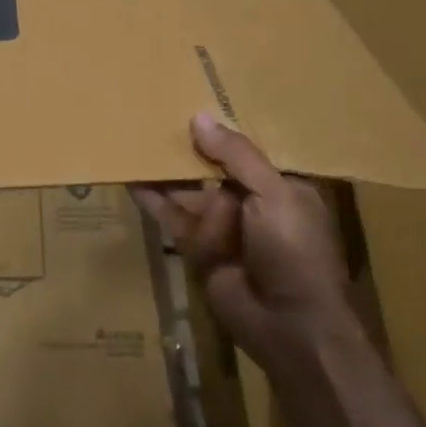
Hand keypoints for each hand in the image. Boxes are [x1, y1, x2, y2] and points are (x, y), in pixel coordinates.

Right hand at [132, 113, 357, 371]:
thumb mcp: (273, 194)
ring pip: (187, 190)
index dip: (221, 129)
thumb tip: (199, 118)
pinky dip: (153, 200)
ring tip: (133, 140)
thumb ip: (235, 156)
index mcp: (280, 186)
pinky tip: (131, 179)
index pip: (246, 151)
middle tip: (153, 115)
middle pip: (211, 167)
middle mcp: (251, 203)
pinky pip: (172, 217)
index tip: (192, 101)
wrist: (289, 325)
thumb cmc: (294, 250)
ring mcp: (223, 227)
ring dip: (164, 171)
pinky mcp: (198, 248)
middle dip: (186, 147)